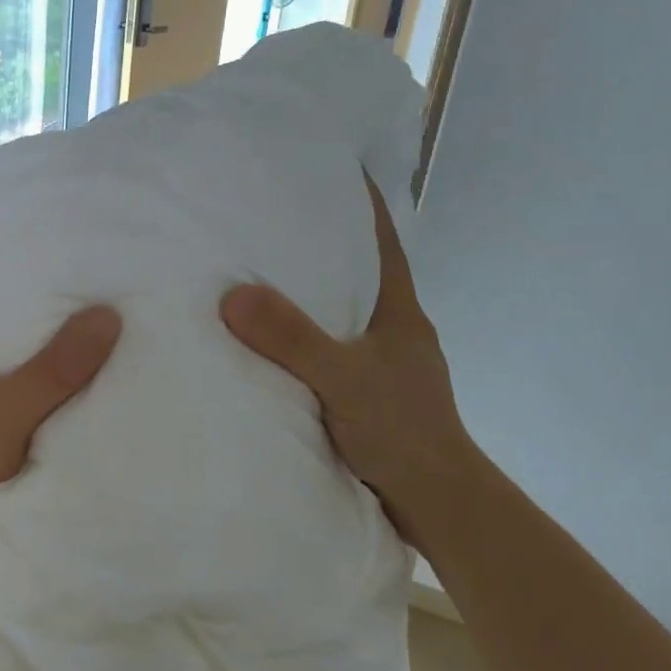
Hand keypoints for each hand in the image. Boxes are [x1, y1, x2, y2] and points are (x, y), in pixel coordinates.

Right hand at [220, 175, 475, 555]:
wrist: (436, 504)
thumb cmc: (401, 431)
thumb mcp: (342, 378)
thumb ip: (292, 338)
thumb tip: (233, 294)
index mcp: (399, 311)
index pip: (381, 240)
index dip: (360, 202)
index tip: (330, 167)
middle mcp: (395, 329)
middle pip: (359, 272)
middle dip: (323, 245)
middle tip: (270, 221)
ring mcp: (385, 364)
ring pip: (343, 314)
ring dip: (311, 297)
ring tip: (260, 278)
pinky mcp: (371, 395)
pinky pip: (331, 350)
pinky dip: (305, 339)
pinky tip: (272, 345)